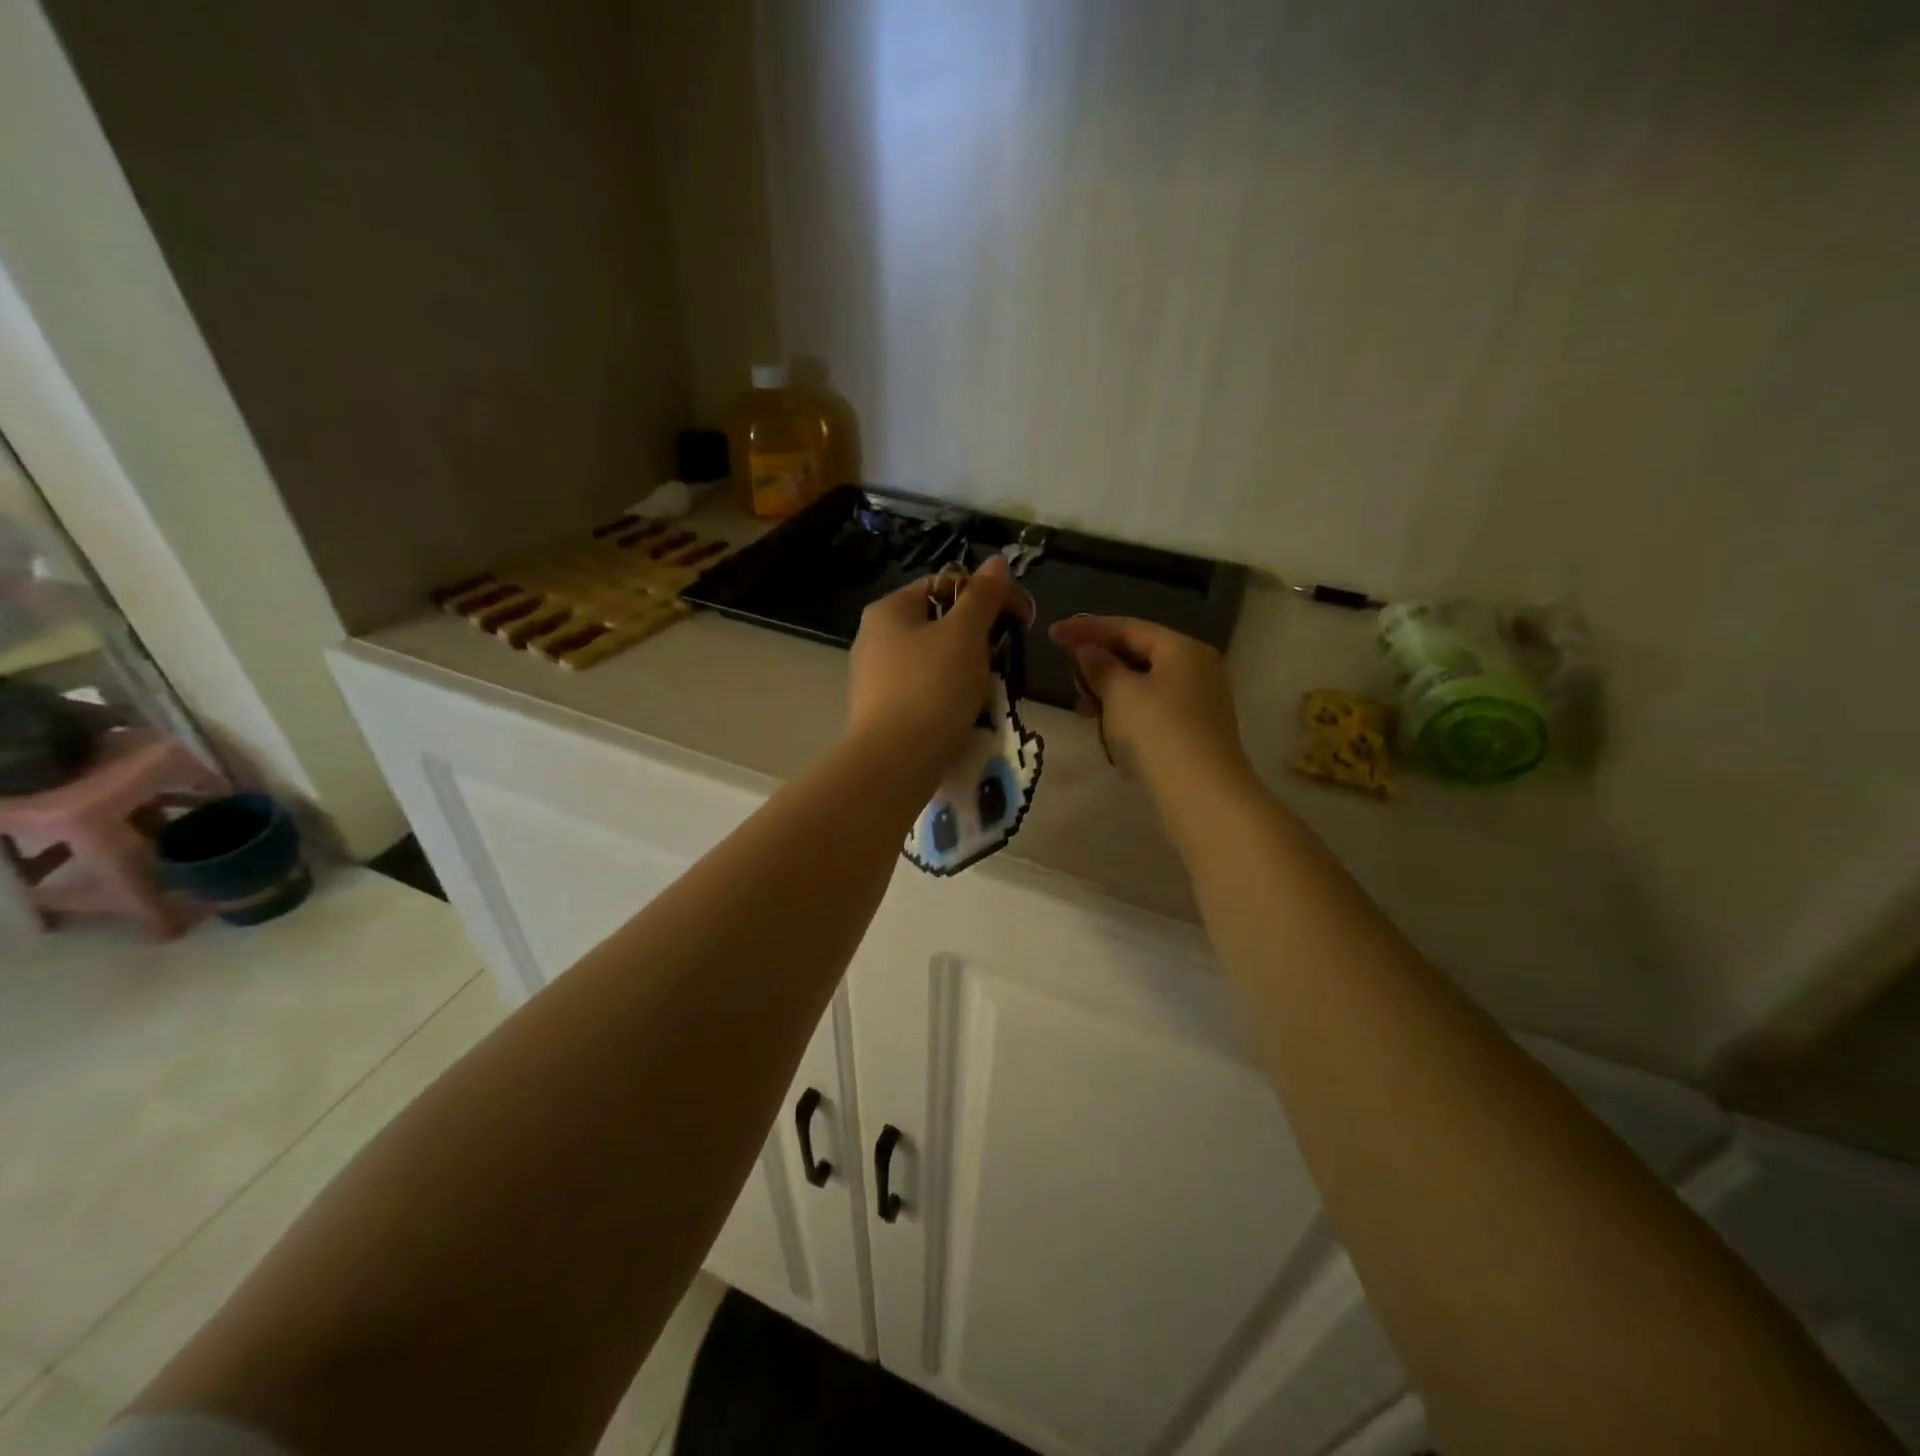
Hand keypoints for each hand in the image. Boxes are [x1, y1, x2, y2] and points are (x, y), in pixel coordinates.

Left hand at [847, 556, 1018, 785]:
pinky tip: (964, 714)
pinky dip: (947, 696)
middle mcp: (874, 637)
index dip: (986, 595)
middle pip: (940, 624)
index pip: (945, 584)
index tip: (1019, 619)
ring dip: (967, 670)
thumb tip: (997, 562)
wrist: (894, 762)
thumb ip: (983, 597)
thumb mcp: (965, 635)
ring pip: (935, 660)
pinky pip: (924, 692)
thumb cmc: (931, 688)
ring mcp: (875, 677)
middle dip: (977, 639)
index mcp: (889, 610)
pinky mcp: (881, 711)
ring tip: (988, 691)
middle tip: (1003, 660)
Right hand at [1048, 616, 1251, 796]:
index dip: (1086, 629)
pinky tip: (1108, 734)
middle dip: (1100, 665)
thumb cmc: (1159, 734)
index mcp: (1183, 649)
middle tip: (1070, 678)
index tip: (1052, 634)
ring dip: (1110, 694)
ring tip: (1084, 711)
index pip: (1128, 628)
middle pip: (1138, 655)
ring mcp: (1198, 702)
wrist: (1202, 797)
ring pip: (1143, 686)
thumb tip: (1088, 651)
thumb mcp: (1121, 694)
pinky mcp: (1194, 732)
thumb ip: (1100, 666)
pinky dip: (1127, 715)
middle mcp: (1196, 669)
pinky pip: (1152, 712)